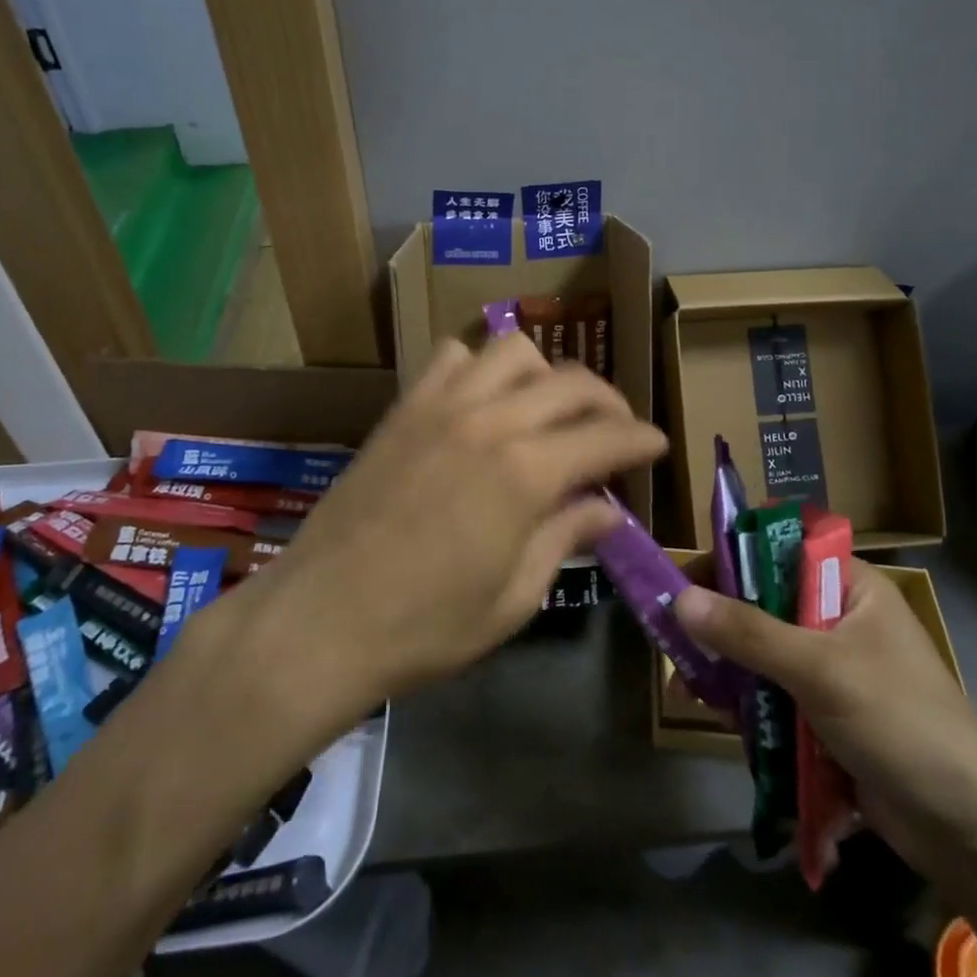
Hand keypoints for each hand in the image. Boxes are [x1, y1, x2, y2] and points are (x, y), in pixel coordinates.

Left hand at [267, 334, 666, 699]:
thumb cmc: (424, 627)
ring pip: (514, 349)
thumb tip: (606, 510)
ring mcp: (442, 405)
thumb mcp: (512, 599)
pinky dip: (480, 366)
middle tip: (616, 432)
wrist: (320, 620)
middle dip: (608, 401)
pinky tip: (483, 401)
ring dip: (546, 373)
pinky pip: (452, 356)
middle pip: (571, 381)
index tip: (657, 446)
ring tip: (549, 410)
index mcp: (526, 473)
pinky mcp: (404, 407)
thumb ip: (564, 540)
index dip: (641, 439)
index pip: (606, 435)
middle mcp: (490, 420)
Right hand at [673, 562, 976, 878]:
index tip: (686, 581)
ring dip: (727, 669)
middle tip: (674, 639)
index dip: (732, 559)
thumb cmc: (902, 723)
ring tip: (686, 687)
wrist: (971, 832)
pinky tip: (718, 719)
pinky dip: (746, 705)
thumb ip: (749, 632)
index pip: (779, 551)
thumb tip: (680, 599)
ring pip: (762, 654)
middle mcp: (837, 619)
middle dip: (720, 624)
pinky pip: (773, 697)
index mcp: (850, 587)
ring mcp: (832, 670)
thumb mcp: (821, 669)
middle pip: (763, 605)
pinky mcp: (825, 716)